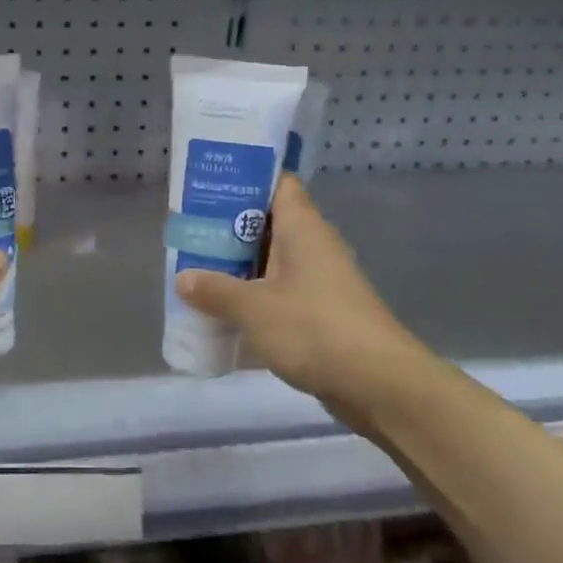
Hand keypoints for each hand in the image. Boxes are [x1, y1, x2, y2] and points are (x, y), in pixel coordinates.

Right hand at [174, 176, 425, 422]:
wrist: (379, 384)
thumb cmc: (314, 329)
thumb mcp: (253, 308)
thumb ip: (215, 290)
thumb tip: (183, 278)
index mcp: (302, 228)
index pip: (277, 183)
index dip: (246, 178)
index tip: (210, 183)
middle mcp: (314, 246)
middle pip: (269, 223)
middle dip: (230, 227)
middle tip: (190, 230)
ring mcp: (321, 281)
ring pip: (273, 261)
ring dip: (240, 266)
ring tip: (197, 269)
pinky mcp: (323, 313)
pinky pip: (281, 293)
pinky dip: (256, 297)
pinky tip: (226, 311)